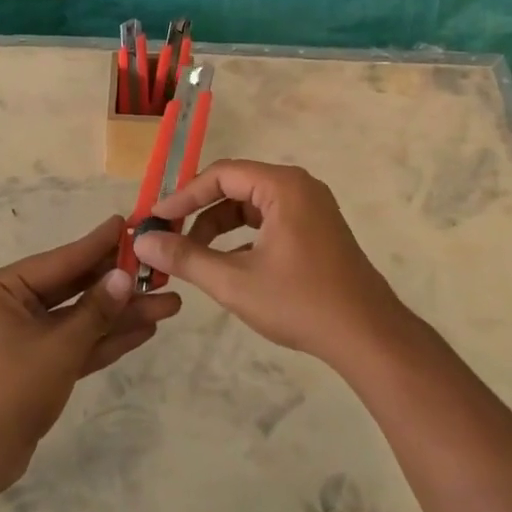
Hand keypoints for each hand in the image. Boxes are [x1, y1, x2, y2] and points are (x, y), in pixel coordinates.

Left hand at [0, 214, 181, 492]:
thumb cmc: (10, 389)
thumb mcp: (59, 346)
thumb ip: (96, 311)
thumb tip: (126, 276)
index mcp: (2, 288)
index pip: (61, 260)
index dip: (98, 244)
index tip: (129, 223)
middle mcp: (12, 305)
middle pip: (75, 288)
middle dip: (119, 286)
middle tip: (161, 271)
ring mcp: (26, 336)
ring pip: (81, 318)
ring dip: (121, 315)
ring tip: (169, 304)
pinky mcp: (39, 365)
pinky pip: (76, 343)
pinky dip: (106, 338)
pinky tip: (145, 329)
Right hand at [130, 161, 407, 366]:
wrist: (368, 337)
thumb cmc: (300, 302)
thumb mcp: (234, 282)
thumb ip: (186, 257)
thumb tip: (143, 241)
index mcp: (283, 186)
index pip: (220, 175)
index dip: (183, 196)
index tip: (155, 220)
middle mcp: (299, 187)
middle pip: (235, 187)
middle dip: (199, 212)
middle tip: (168, 237)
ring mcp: (311, 208)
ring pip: (251, 206)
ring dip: (218, 228)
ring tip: (193, 257)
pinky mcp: (316, 230)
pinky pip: (268, 221)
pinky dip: (242, 238)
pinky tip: (226, 266)